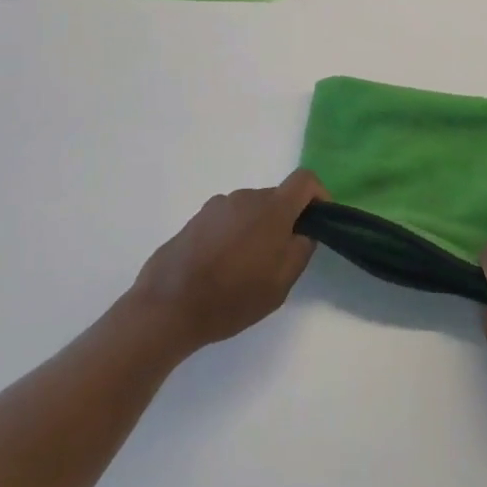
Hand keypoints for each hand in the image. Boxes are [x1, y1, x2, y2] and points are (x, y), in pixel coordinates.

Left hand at [129, 170, 325, 355]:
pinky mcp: (196, 218)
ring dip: (257, 230)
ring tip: (245, 268)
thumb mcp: (280, 284)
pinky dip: (234, 235)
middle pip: (276, 198)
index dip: (318, 195)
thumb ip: (301, 250)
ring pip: (250, 210)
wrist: (167, 306)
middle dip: (285, 221)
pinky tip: (220, 267)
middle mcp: (245, 197)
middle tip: (278, 259)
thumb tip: (304, 230)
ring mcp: (217, 206)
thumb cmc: (231, 297)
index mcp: (271, 208)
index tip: (318, 221)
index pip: (305, 180)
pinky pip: (227, 219)